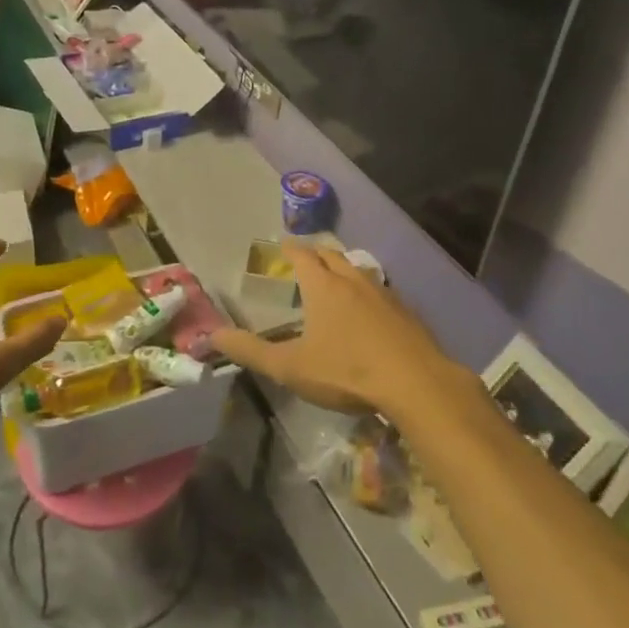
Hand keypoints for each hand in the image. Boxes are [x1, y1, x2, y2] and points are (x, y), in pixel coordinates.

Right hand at [211, 241, 461, 418]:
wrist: (416, 383)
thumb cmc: (347, 371)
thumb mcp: (290, 367)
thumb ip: (250, 351)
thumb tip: (212, 335)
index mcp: (323, 287)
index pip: (303, 256)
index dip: (290, 249)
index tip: (282, 244)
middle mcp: (353, 281)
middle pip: (333, 256)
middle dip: (317, 253)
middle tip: (306, 257)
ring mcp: (384, 294)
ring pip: (359, 271)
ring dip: (344, 269)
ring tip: (336, 279)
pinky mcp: (407, 313)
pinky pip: (381, 291)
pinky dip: (367, 292)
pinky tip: (369, 311)